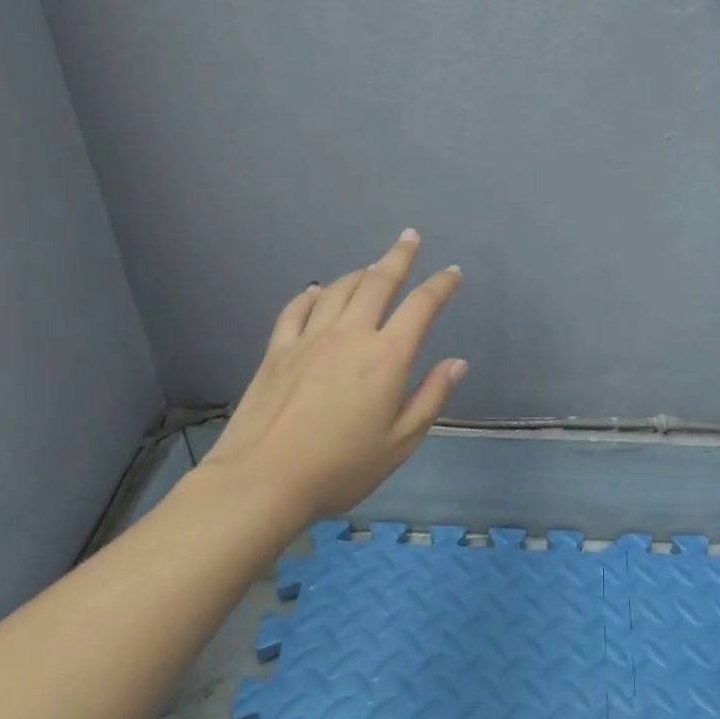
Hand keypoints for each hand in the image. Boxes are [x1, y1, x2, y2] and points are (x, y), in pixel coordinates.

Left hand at [196, 230, 467, 520]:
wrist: (263, 480)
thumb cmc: (341, 468)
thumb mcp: (400, 443)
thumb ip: (430, 398)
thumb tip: (456, 363)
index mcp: (386, 358)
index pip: (421, 307)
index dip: (441, 285)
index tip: (453, 273)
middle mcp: (350, 336)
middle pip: (378, 282)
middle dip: (399, 257)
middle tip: (410, 238)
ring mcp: (309, 338)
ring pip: (339, 289)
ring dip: (360, 272)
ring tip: (373, 266)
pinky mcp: (278, 349)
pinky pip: (297, 308)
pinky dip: (314, 294)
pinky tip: (318, 291)